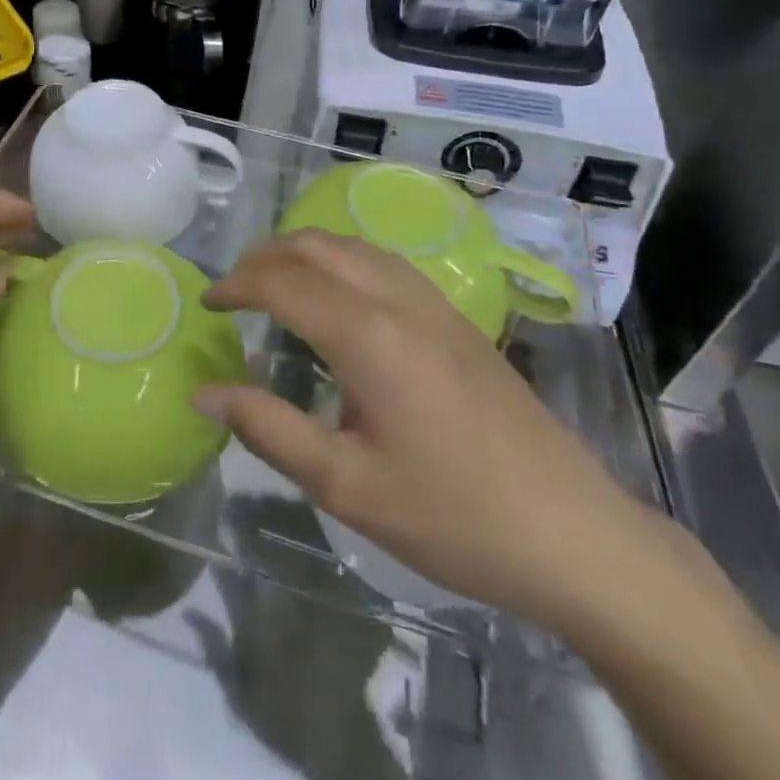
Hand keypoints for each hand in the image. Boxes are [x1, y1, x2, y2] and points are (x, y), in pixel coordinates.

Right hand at [197, 230, 656, 627]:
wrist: (573, 533)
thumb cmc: (452, 516)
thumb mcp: (346, 486)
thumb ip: (268, 429)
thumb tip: (206, 392)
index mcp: (367, 336)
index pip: (283, 283)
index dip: (236, 286)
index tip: (206, 305)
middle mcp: (398, 301)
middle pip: (316, 246)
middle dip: (264, 257)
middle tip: (233, 290)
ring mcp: (434, 304)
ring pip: (353, 246)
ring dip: (304, 252)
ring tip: (274, 285)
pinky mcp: (457, 318)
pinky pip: (383, 263)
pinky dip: (342, 261)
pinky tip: (339, 298)